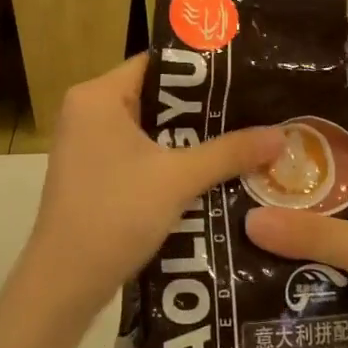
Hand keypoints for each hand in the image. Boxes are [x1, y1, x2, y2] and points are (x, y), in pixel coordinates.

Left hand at [21, 56, 282, 322]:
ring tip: (243, 134)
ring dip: (190, 136)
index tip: (244, 74)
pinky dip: (171, 157)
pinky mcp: (93, 173)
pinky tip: (211, 168)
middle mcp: (88, 111)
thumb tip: (282, 135)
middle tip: (253, 106)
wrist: (65, 283)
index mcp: (98, 96)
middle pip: (155, 95)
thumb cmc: (116, 213)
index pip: (157, 63)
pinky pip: (139, 152)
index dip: (201, 69)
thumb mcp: (179, 178)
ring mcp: (87, 144)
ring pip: (150, 127)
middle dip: (203, 106)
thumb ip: (230, 152)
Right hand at [245, 168, 347, 347]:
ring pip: (332, 239)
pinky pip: (335, 272)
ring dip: (298, 242)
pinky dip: (310, 273)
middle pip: (333, 202)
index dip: (305, 159)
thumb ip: (312, 235)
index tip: (257, 159)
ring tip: (242, 235)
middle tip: (239, 200)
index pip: (345, 161)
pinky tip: (269, 275)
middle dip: (292, 205)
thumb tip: (249, 220)